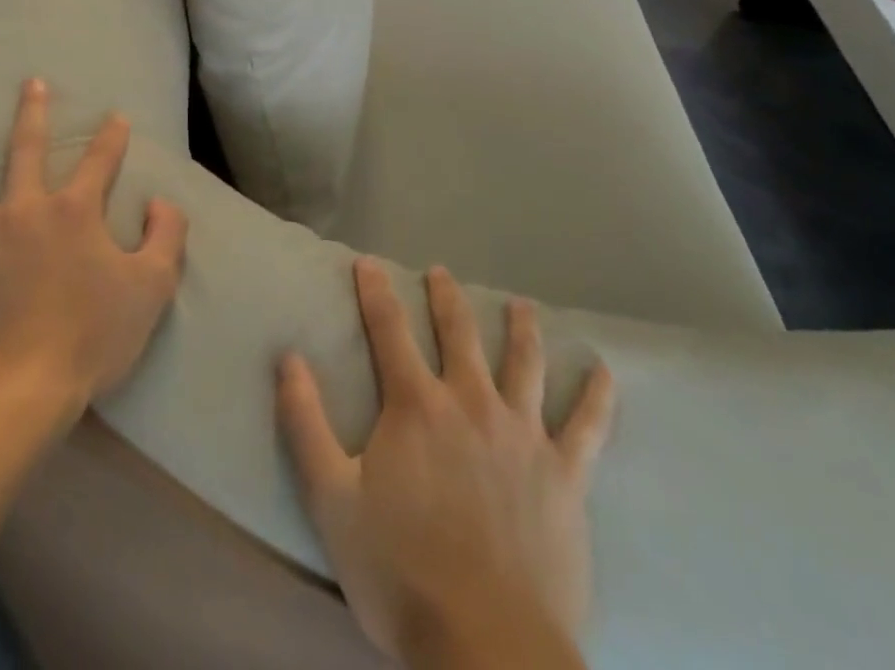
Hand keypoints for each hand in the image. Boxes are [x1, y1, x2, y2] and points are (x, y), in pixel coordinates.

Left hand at [0, 79, 188, 414]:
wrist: (20, 388)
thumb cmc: (91, 337)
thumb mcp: (152, 287)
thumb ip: (166, 236)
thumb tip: (162, 202)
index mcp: (73, 211)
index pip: (100, 160)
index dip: (112, 136)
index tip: (116, 116)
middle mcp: (22, 209)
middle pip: (26, 149)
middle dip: (32, 112)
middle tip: (30, 83)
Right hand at [278, 261, 615, 668]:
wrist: (489, 648)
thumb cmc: (402, 572)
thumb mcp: (331, 500)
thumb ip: (305, 423)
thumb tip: (289, 357)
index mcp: (417, 406)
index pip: (389, 329)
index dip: (375, 291)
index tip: (368, 262)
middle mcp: (471, 403)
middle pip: (458, 333)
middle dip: (446, 297)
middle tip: (441, 272)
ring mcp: (523, 435)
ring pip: (524, 363)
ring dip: (521, 328)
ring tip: (520, 304)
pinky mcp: (565, 475)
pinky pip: (587, 426)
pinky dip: (597, 396)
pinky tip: (605, 371)